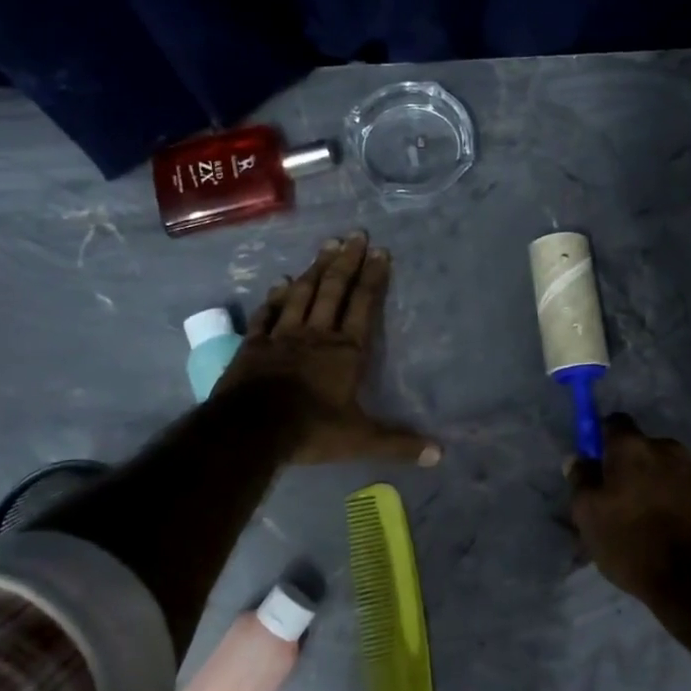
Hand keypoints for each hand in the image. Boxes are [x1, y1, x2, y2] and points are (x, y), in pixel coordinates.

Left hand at [217, 233, 440, 467]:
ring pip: (303, 294)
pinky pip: (268, 314)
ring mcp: (283, 336)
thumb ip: (398, 443)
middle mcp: (317, 334)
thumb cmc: (311, 430)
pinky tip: (281, 282)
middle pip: (334, 290)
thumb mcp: (361, 440)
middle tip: (355, 235)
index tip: (380, 251)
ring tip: (327, 246)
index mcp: (346, 351)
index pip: (363, 305)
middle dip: (347, 262)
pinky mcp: (255, 345)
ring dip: (315, 269)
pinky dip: (276, 297)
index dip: (373, 278)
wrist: (251, 430)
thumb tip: (440, 455)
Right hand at [570, 415, 690, 604]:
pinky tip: (672, 527)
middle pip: (642, 447)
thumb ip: (581, 480)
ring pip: (667, 468)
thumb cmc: (631, 542)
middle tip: (621, 498)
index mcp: (633, 447)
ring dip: (657, 482)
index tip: (597, 464)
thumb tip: (577, 459)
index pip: (614, 422)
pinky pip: (687, 488)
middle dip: (632, 465)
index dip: (603, 439)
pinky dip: (678, 499)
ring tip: (649, 517)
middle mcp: (667, 447)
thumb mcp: (588, 515)